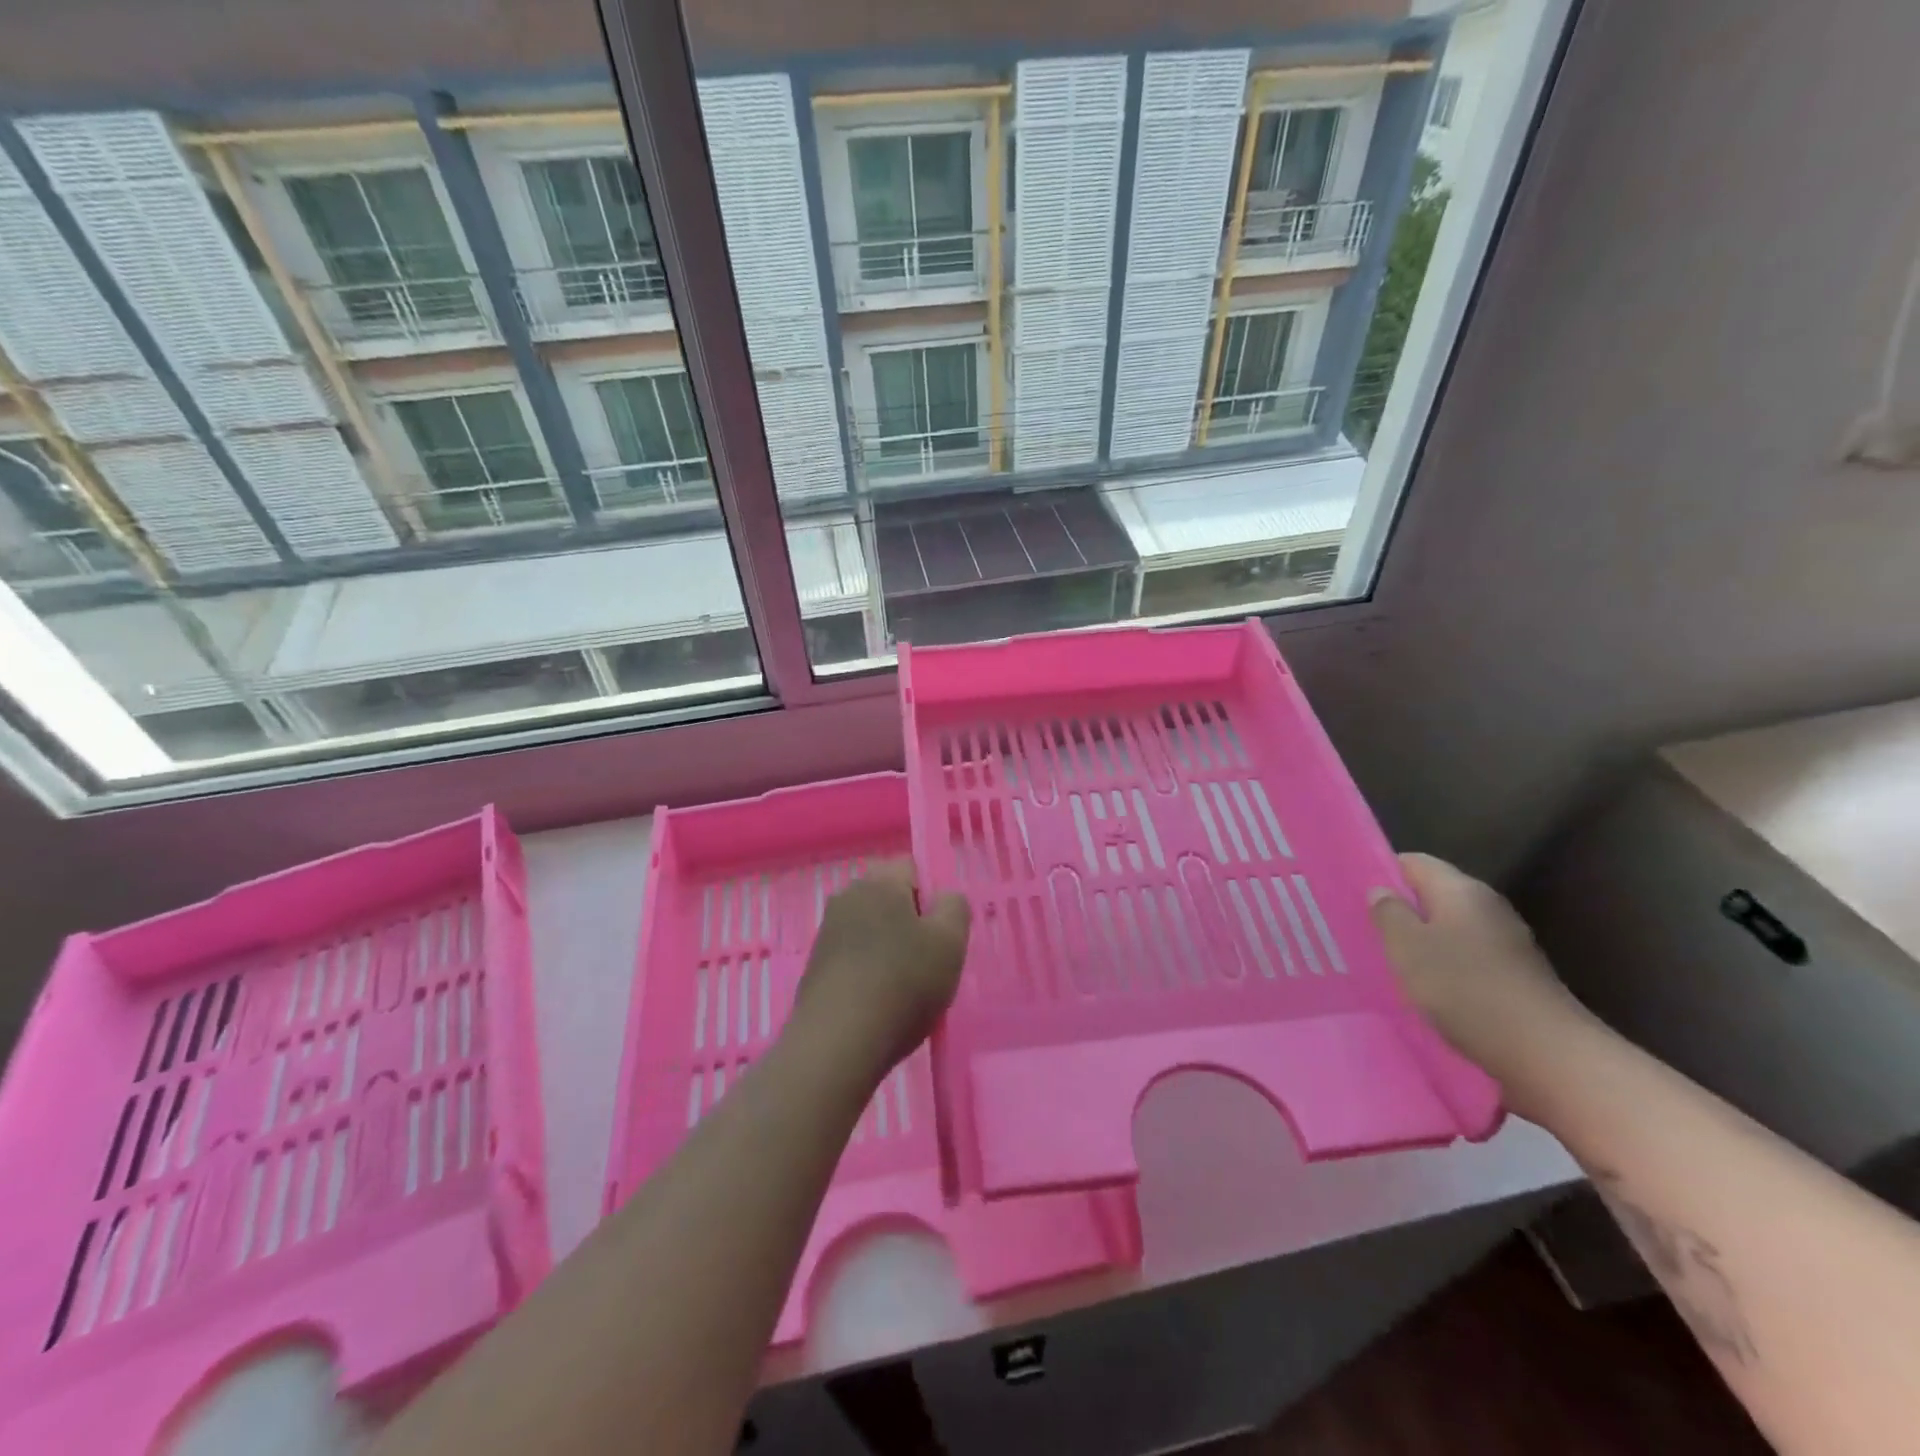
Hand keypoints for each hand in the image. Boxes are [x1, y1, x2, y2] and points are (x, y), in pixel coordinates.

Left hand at [789, 860, 970, 1085]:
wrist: (837, 1043)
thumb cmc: (902, 983)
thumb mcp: (950, 942)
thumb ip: (955, 907)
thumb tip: (944, 898)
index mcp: (879, 881)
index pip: (912, 866)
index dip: (932, 896)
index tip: (941, 933)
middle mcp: (847, 896)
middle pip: (890, 897)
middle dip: (910, 922)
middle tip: (929, 960)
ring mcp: (827, 931)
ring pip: (871, 927)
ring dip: (889, 948)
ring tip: (905, 988)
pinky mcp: (815, 965)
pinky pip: (853, 955)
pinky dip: (869, 970)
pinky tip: (879, 1003)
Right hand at [1369, 853, 1593, 1096]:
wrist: (1547, 1055)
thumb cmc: (1465, 989)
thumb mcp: (1408, 947)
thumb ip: (1389, 913)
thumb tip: (1382, 891)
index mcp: (1461, 889)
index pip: (1413, 862)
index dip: (1381, 872)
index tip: (1354, 896)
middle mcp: (1487, 907)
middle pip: (1433, 895)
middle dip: (1400, 911)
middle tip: (1364, 932)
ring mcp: (1507, 942)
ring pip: (1449, 929)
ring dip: (1421, 943)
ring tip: (1390, 963)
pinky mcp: (1516, 976)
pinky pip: (1467, 958)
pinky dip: (1445, 968)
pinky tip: (1427, 991)